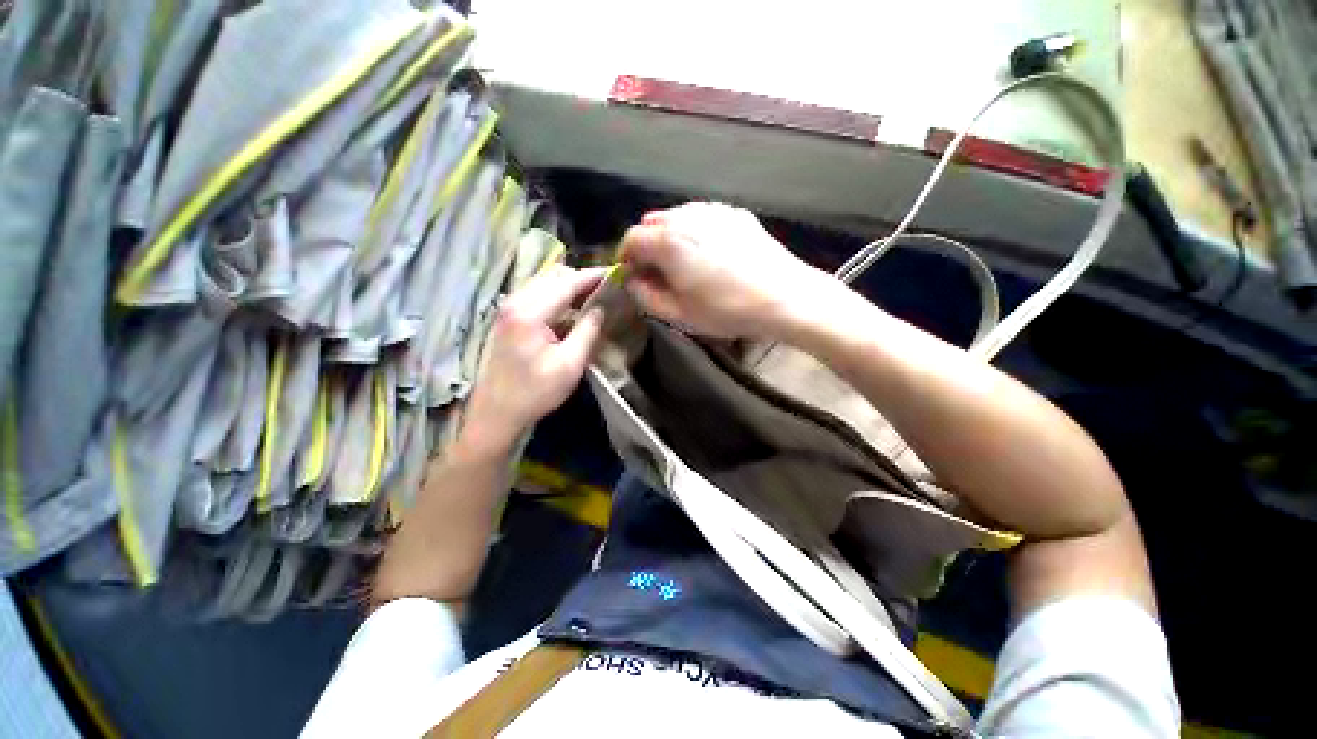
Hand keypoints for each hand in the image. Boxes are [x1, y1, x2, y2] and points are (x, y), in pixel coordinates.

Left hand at [462, 265, 604, 454]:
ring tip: (593, 297)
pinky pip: (537, 292)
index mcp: (530, 313)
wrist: (497, 411)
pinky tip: (572, 308)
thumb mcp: (570, 365)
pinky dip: (557, 293)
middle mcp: (515, 301)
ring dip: (569, 285)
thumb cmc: (535, 392)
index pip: (566, 283)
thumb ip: (587, 331)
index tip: (615, 273)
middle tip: (606, 289)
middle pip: (553, 275)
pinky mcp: (509, 315)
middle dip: (581, 278)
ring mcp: (509, 306)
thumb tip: (601, 307)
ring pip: (544, 281)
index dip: (592, 276)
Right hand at [619, 202, 833, 339]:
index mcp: (668, 241)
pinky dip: (695, 232)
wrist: (783, 297)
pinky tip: (710, 254)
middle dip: (647, 246)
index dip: (626, 258)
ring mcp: (714, 210)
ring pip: (678, 217)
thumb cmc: (726, 310)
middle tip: (658, 272)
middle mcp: (687, 216)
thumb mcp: (679, 314)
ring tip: (684, 263)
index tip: (633, 276)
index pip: (631, 239)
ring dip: (671, 237)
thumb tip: (633, 281)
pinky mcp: (736, 214)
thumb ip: (646, 297)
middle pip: (652, 223)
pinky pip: (703, 217)